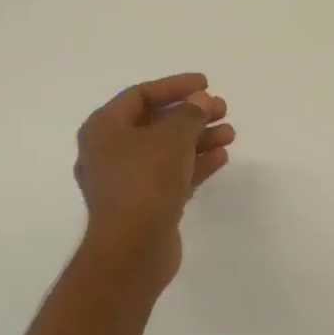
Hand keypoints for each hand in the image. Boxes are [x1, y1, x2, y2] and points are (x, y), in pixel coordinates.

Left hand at [73, 73, 232, 294]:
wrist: (132, 250)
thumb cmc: (145, 182)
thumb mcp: (172, 137)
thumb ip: (190, 113)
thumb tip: (201, 101)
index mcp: (104, 129)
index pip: (140, 95)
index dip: (175, 86)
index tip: (207, 84)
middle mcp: (109, 152)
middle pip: (155, 122)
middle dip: (191, 114)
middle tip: (222, 108)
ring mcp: (125, 181)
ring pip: (166, 150)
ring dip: (198, 138)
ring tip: (230, 133)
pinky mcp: (143, 205)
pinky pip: (170, 174)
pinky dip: (194, 163)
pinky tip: (221, 157)